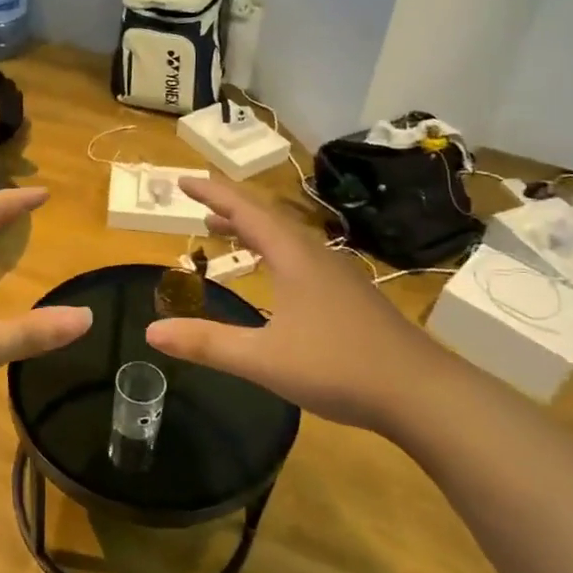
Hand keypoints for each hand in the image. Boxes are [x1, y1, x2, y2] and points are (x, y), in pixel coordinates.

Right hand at [144, 176, 457, 430]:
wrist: (422, 392)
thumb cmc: (338, 367)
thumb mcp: (263, 359)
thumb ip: (207, 343)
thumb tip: (151, 331)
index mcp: (293, 256)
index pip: (244, 211)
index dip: (212, 193)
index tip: (184, 181)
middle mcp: (315, 255)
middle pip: (266, 218)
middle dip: (229, 211)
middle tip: (198, 209)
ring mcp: (338, 274)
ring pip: (286, 239)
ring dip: (252, 231)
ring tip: (225, 235)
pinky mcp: (351, 295)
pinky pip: (300, 258)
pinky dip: (272, 253)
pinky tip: (274, 278)